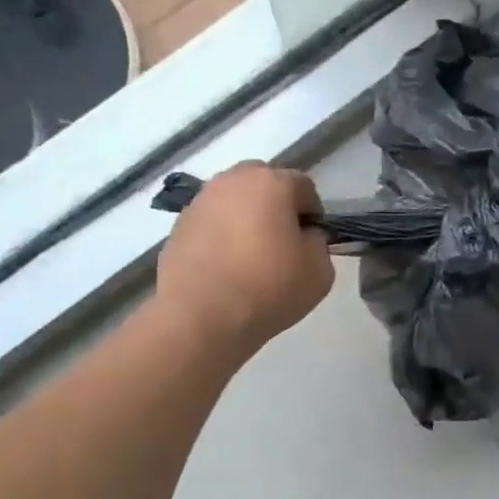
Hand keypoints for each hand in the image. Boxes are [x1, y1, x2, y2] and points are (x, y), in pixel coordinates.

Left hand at [154, 162, 333, 359]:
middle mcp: (233, 181)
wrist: (201, 317)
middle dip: (275, 205)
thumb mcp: (320, 271)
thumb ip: (318, 243)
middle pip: (263, 182)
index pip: (303, 186)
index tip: (311, 241)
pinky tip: (225, 266)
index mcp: (272, 183)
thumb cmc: (269, 288)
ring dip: (245, 217)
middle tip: (280, 241)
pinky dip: (220, 234)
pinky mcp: (178, 225)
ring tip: (249, 255)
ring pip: (233, 200)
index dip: (312, 213)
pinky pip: (210, 221)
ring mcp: (200, 201)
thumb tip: (303, 236)